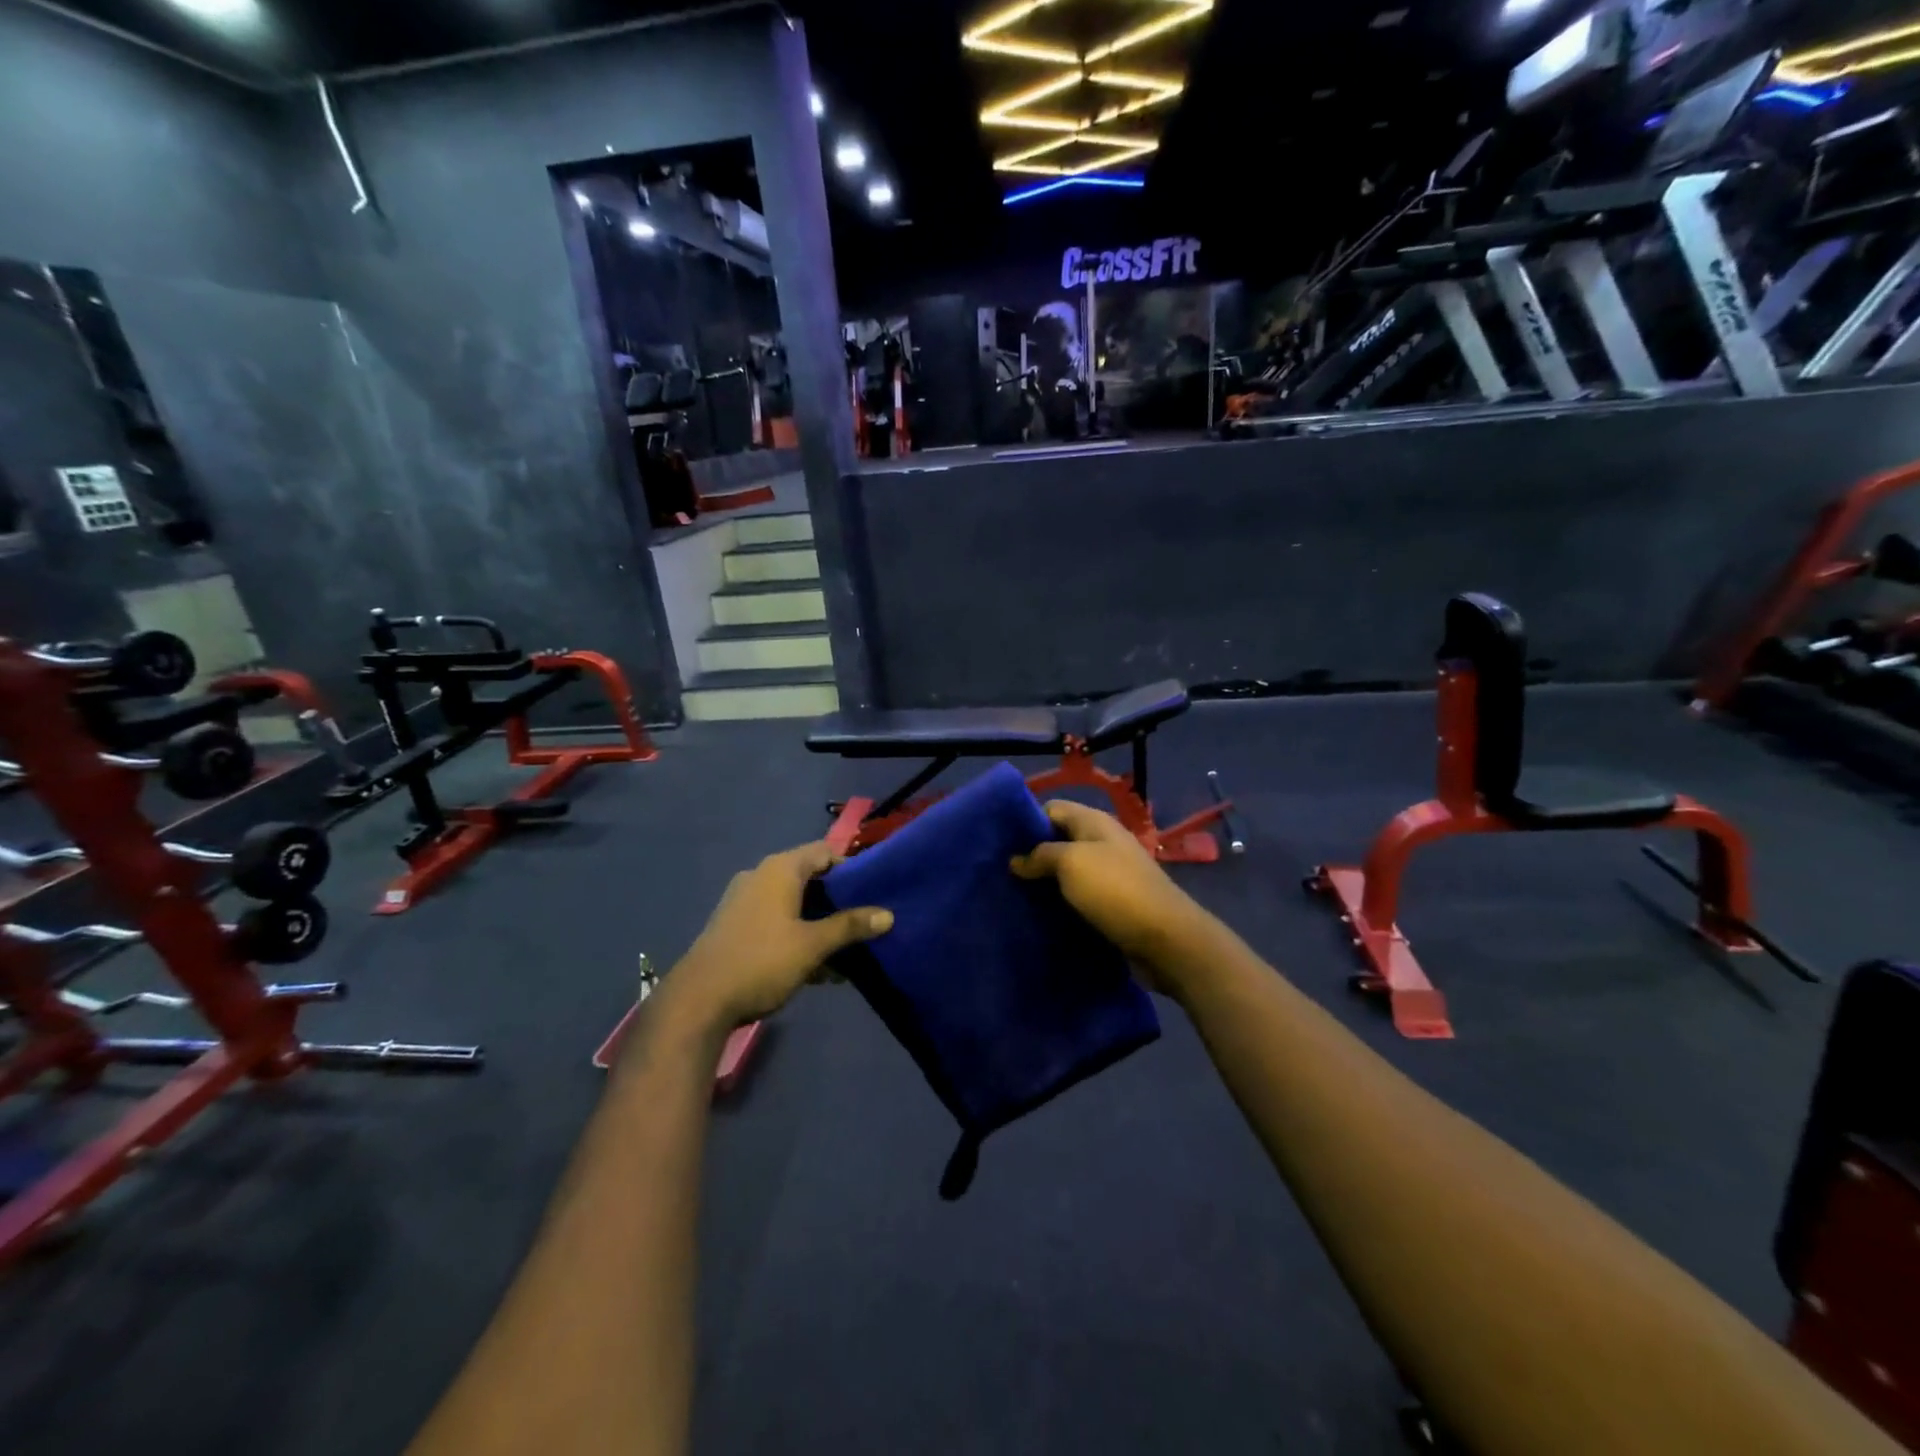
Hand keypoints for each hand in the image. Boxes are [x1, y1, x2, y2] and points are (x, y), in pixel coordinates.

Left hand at [669, 842, 892, 1027]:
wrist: (698, 1001)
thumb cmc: (761, 961)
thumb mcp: (813, 945)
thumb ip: (851, 926)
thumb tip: (888, 915)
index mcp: (780, 869)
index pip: (825, 852)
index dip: (852, 867)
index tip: (874, 891)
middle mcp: (760, 876)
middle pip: (810, 878)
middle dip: (838, 902)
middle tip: (864, 923)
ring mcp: (744, 901)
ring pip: (794, 904)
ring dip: (819, 924)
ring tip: (845, 953)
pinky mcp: (735, 925)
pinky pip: (776, 921)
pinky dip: (797, 935)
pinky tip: (816, 968)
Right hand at [1009, 800, 1212, 991]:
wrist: (1166, 939)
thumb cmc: (1115, 891)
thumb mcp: (1071, 863)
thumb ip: (1041, 854)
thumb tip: (1017, 859)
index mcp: (1095, 822)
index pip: (1052, 808)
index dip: (1026, 821)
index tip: (1000, 842)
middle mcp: (1103, 842)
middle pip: (1059, 839)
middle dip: (1032, 854)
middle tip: (1001, 872)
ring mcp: (1111, 873)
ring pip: (1068, 870)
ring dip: (1045, 881)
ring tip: (1014, 895)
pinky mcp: (1114, 902)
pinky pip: (1079, 895)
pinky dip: (1061, 902)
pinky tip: (1040, 914)